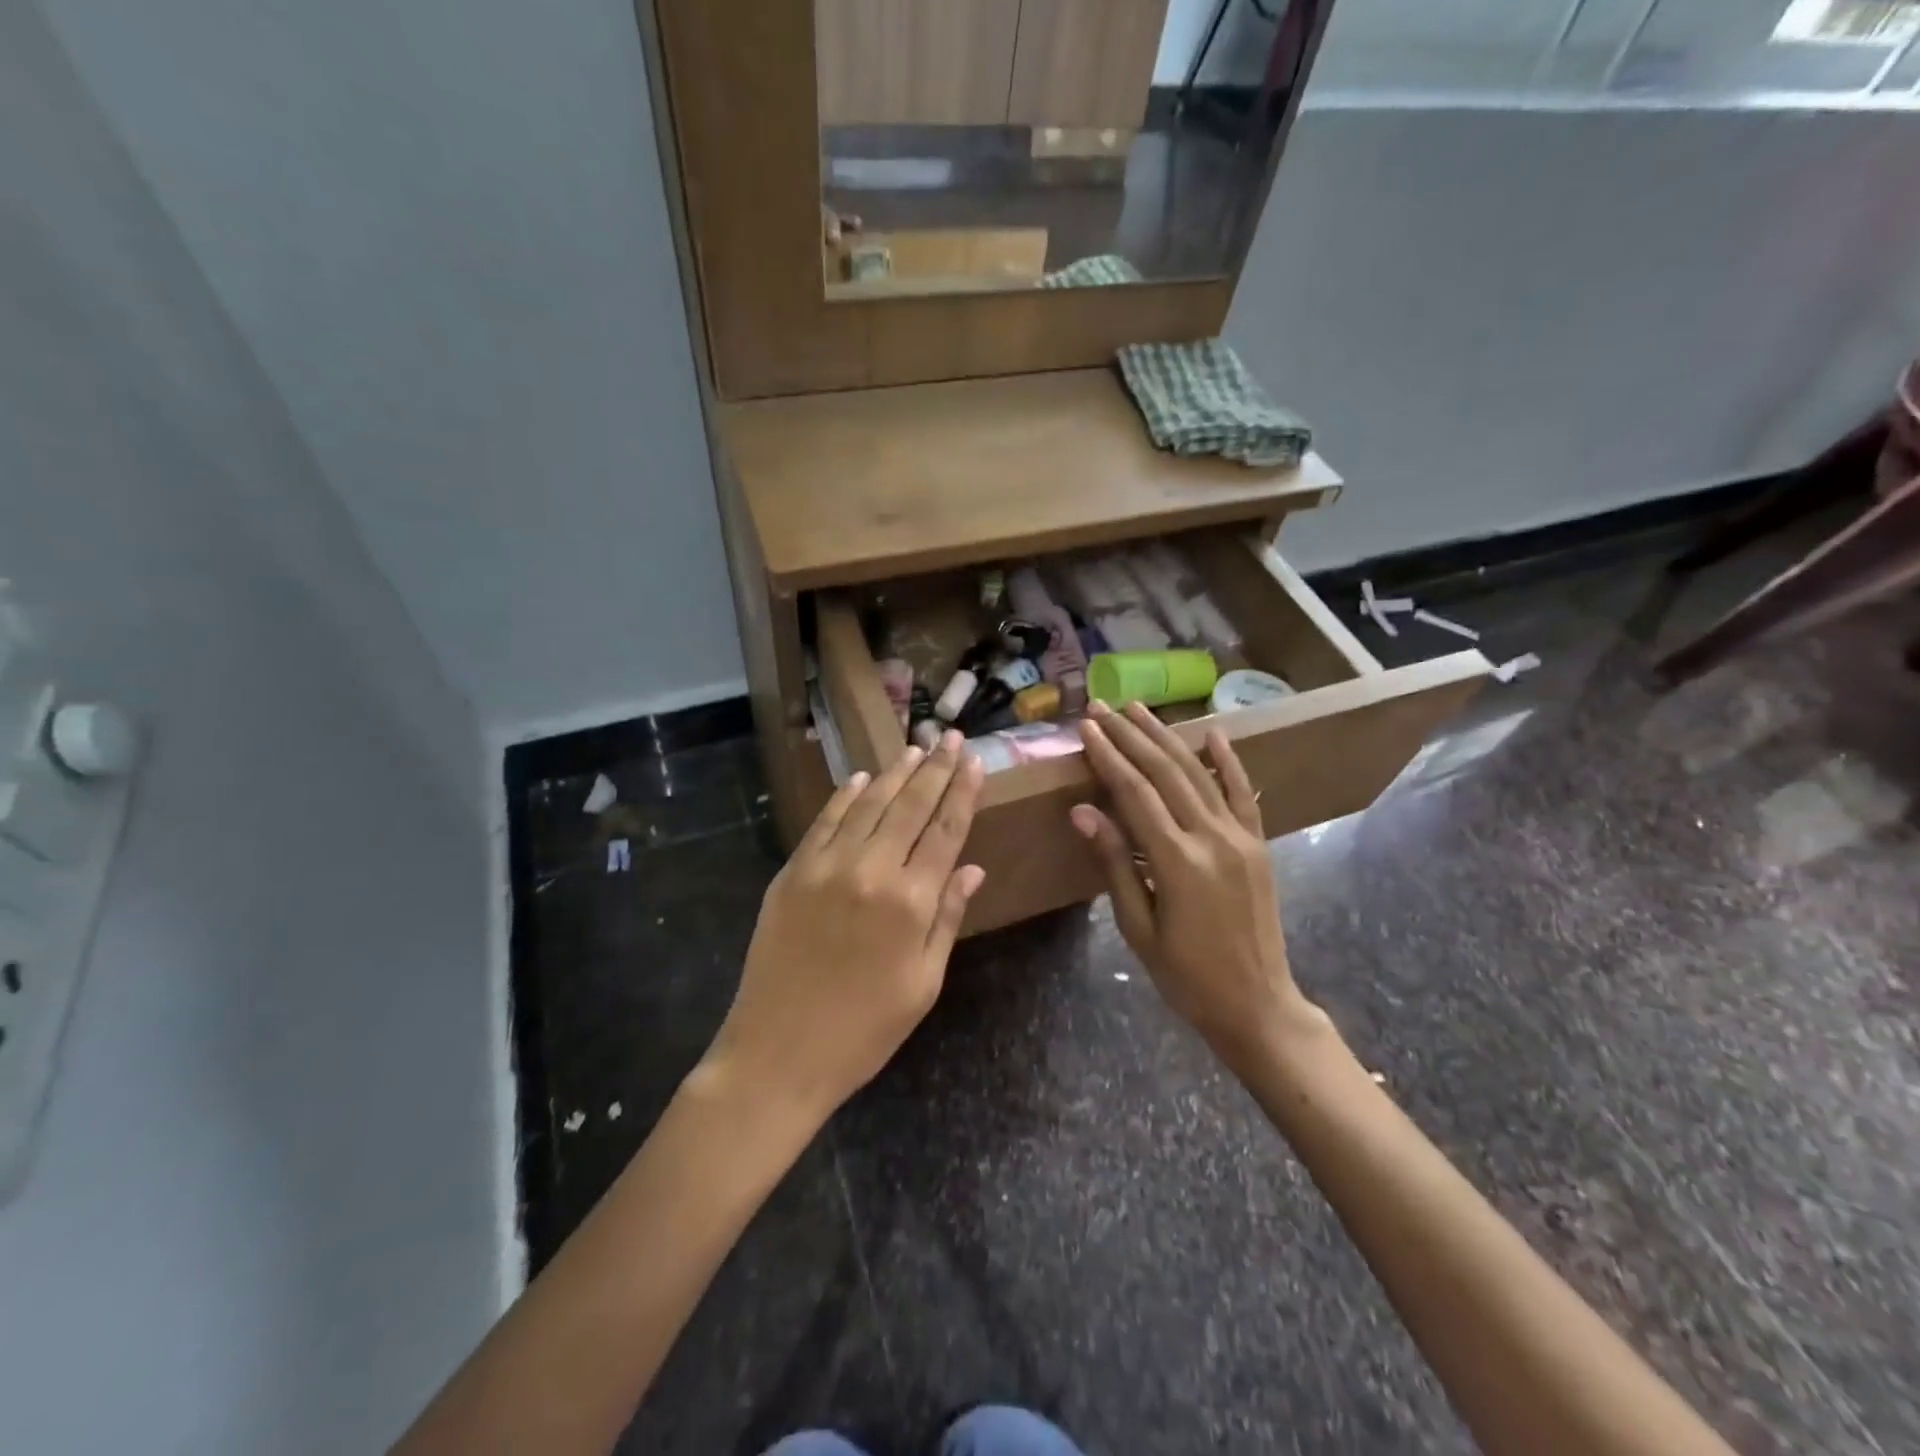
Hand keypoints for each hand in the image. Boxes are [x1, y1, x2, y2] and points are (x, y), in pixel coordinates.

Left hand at [702, 730, 986, 1122]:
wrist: (779, 1053)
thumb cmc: (865, 1030)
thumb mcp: (923, 983)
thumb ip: (948, 918)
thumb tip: (973, 869)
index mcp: (911, 902)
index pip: (946, 831)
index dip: (962, 792)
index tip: (974, 761)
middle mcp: (872, 872)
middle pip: (911, 807)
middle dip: (935, 769)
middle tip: (949, 736)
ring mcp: (827, 868)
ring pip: (869, 806)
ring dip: (895, 775)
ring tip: (914, 750)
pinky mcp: (792, 873)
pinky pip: (824, 823)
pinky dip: (845, 798)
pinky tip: (862, 779)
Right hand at [1071, 701, 1324, 1062]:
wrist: (1258, 1004)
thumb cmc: (1186, 976)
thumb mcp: (1138, 928)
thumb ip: (1115, 863)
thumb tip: (1083, 811)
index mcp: (1177, 861)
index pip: (1135, 793)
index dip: (1108, 757)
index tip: (1087, 728)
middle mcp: (1212, 837)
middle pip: (1165, 772)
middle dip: (1131, 736)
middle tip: (1103, 708)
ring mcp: (1241, 837)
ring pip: (1199, 773)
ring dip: (1167, 738)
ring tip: (1140, 710)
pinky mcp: (1258, 844)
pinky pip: (1242, 793)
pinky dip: (1227, 761)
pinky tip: (1213, 732)